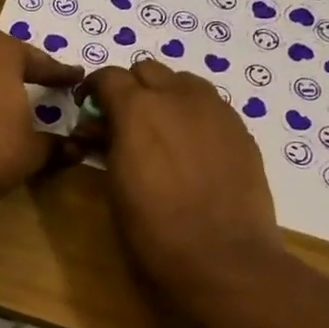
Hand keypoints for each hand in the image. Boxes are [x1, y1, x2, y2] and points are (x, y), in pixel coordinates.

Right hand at [79, 60, 282, 301]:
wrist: (222, 258)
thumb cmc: (153, 231)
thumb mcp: (114, 184)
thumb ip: (106, 144)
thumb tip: (99, 128)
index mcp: (137, 109)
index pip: (108, 76)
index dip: (93, 89)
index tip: (87, 109)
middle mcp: (178, 97)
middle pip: (148, 70)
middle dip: (130, 88)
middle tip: (121, 120)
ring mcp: (216, 110)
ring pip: (184, 81)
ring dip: (165, 95)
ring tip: (159, 130)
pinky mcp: (241, 130)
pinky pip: (211, 105)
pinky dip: (193, 114)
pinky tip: (191, 148)